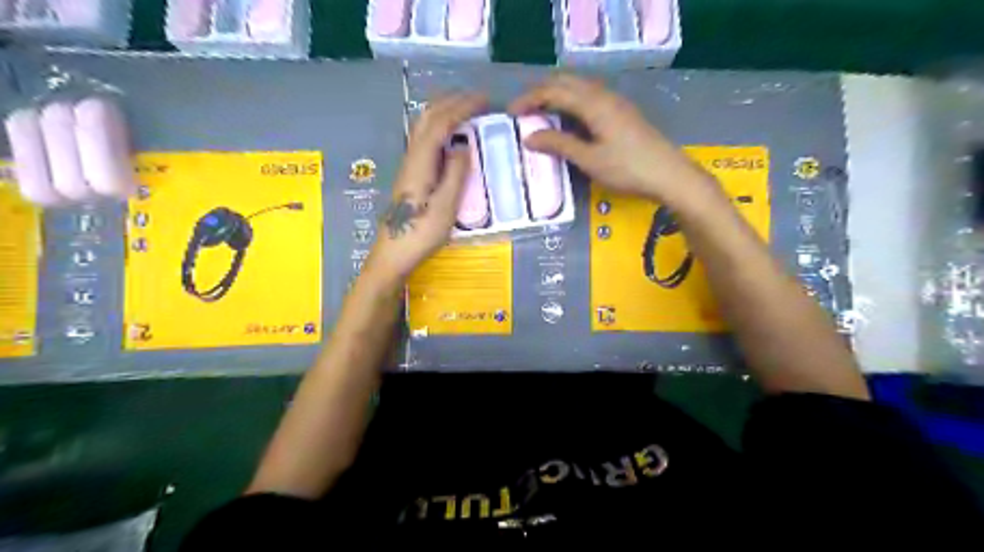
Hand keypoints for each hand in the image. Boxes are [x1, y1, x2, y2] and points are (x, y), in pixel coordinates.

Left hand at [364, 92, 488, 284]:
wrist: (393, 254)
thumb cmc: (420, 234)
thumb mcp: (445, 208)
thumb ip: (456, 175)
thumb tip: (464, 144)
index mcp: (421, 163)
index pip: (441, 123)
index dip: (463, 107)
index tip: (486, 100)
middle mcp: (412, 157)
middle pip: (428, 117)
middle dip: (453, 101)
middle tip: (479, 99)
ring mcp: (409, 164)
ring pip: (424, 126)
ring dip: (445, 110)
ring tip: (468, 108)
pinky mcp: (411, 174)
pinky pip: (426, 138)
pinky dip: (441, 125)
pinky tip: (452, 133)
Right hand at [511, 76, 720, 208]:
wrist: (669, 175)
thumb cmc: (627, 169)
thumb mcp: (589, 159)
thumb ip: (559, 145)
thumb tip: (529, 137)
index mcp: (593, 103)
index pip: (554, 91)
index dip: (530, 99)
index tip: (510, 113)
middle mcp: (603, 95)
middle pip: (566, 82)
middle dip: (541, 92)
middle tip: (523, 110)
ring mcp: (615, 102)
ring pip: (579, 87)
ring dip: (557, 95)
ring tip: (540, 114)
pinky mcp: (622, 112)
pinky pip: (589, 97)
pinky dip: (571, 102)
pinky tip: (567, 119)